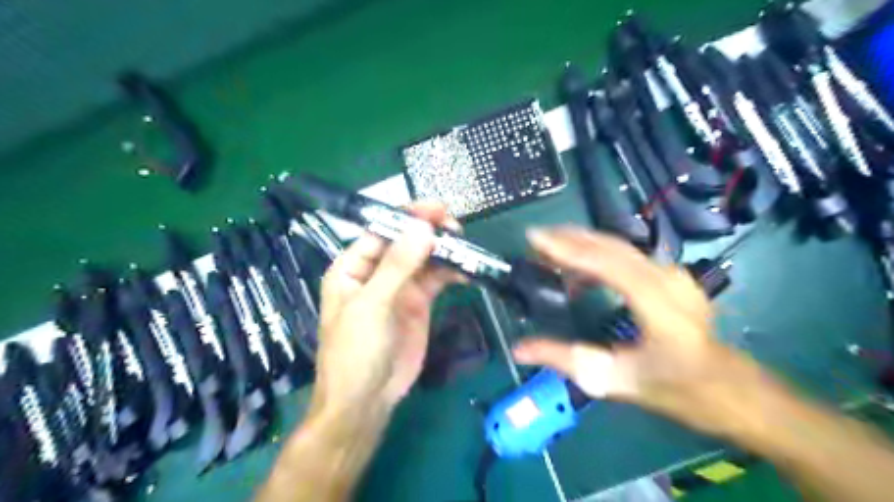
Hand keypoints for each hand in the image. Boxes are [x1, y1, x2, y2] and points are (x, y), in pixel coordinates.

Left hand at [312, 201, 464, 412]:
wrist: (367, 400)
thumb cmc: (355, 351)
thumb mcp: (372, 305)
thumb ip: (397, 266)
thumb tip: (422, 228)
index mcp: (353, 267)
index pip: (381, 231)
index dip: (407, 217)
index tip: (437, 209)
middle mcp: (377, 272)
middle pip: (406, 241)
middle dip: (429, 231)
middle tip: (456, 226)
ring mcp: (400, 288)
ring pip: (424, 259)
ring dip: (443, 250)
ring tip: (465, 245)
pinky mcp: (419, 303)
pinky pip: (437, 280)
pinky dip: (451, 272)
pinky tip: (467, 268)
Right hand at [514, 227, 764, 434]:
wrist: (731, 389)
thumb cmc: (676, 390)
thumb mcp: (615, 381)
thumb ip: (565, 360)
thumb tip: (519, 349)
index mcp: (659, 307)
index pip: (608, 264)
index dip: (568, 248)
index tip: (534, 237)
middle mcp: (668, 280)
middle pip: (612, 246)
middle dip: (569, 238)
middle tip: (535, 241)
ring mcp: (674, 274)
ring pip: (620, 247)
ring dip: (582, 245)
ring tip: (550, 254)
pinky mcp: (672, 275)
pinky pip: (628, 256)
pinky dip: (598, 256)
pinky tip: (580, 272)